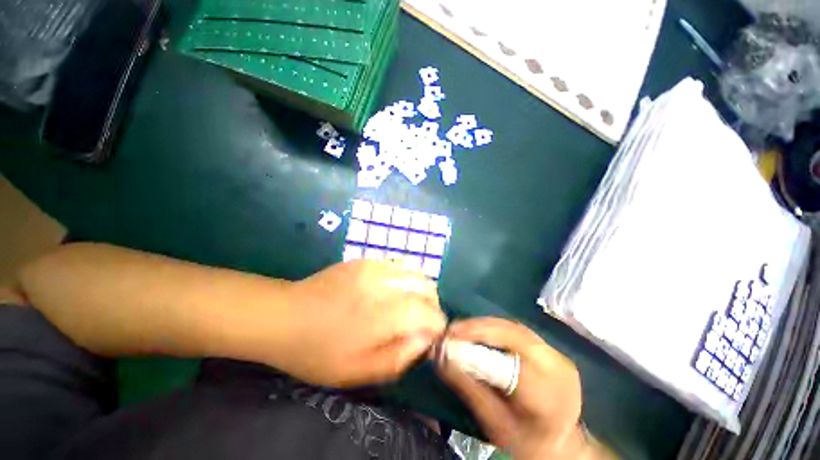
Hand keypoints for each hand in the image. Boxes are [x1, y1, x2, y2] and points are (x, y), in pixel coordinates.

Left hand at [275, 259, 446, 386]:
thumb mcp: (357, 372)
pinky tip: (390, 293)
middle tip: (420, 321)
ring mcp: (373, 266)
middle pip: (427, 287)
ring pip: (415, 273)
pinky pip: (398, 266)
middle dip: (431, 305)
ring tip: (407, 306)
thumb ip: (399, 357)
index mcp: (381, 315)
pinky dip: (404, 280)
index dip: (437, 324)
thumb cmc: (318, 351)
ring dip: (420, 290)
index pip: (428, 312)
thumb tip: (426, 339)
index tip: (433, 335)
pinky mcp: (365, 260)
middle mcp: (382, 284)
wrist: (284, 316)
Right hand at [436, 317, 588, 459]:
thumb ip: (467, 386)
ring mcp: (558, 356)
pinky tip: (480, 333)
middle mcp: (557, 368)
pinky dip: (496, 329)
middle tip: (452, 329)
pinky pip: (518, 332)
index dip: (478, 340)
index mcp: (548, 395)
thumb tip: (440, 354)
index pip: (509, 356)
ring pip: (515, 328)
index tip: (449, 336)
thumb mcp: (494, 422)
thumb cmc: (524, 442)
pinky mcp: (552, 351)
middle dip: (478, 328)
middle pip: (513, 334)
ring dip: (485, 326)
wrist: (559, 445)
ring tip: (462, 330)